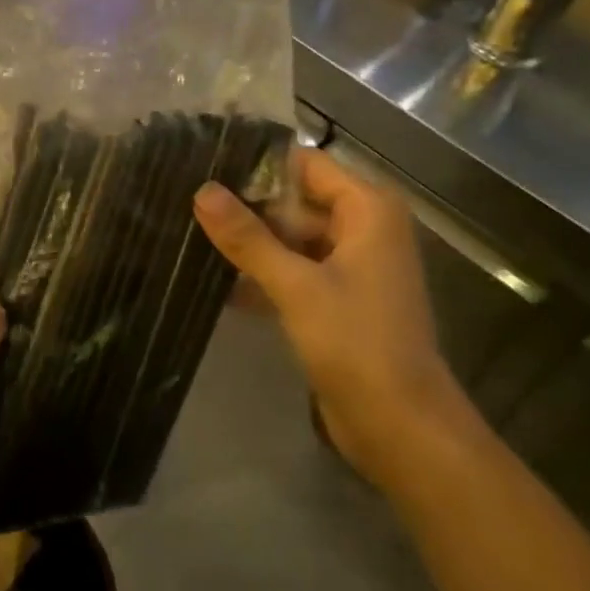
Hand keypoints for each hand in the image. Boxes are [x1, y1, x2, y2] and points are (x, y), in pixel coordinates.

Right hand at [193, 147, 466, 483]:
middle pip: (296, 200)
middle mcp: (363, 228)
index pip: (305, 164)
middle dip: (247, 206)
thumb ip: (248, 237)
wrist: (401, 426)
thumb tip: (202, 191)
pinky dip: (264, 274)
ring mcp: (352, 265)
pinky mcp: (338, 299)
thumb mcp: (296, 286)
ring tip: (191, 236)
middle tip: (188, 205)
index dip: (258, 165)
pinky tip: (217, 282)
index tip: (205, 167)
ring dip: (251, 243)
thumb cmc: (357, 343)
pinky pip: (295, 270)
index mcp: (367, 209)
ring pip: (292, 237)